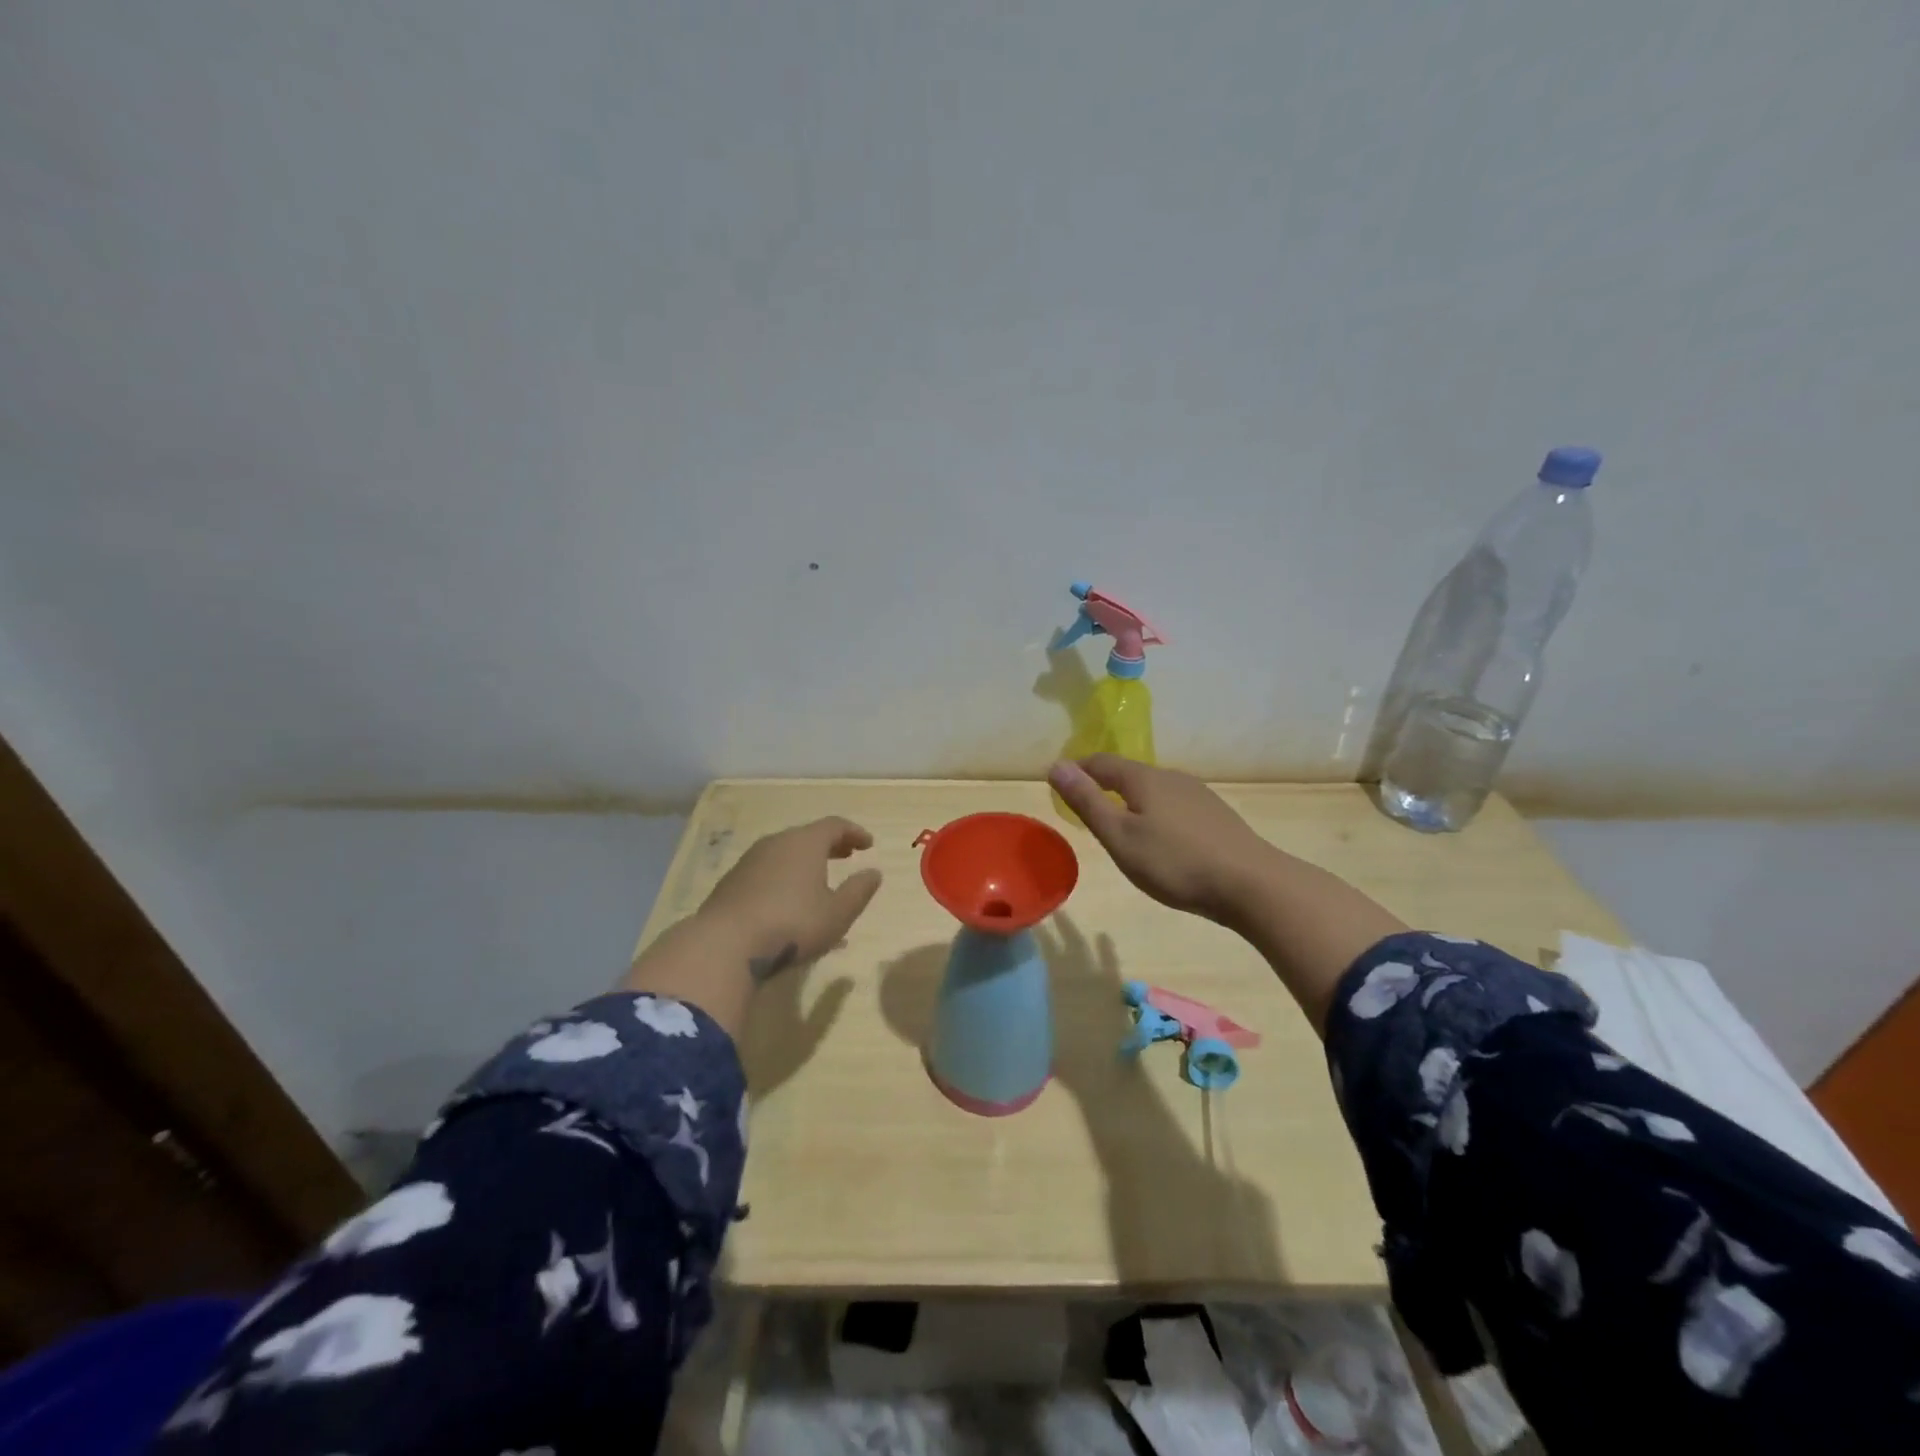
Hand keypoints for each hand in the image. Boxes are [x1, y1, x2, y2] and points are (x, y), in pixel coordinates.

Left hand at [695, 817, 883, 976]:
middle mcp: (776, 843)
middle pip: (807, 837)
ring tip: (821, 887)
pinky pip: (768, 874)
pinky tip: (790, 907)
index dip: (854, 833)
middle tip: (847, 856)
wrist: (725, 944)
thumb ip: (859, 891)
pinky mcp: (731, 883)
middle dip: (830, 846)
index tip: (868, 844)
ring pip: (786, 856)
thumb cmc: (792, 924)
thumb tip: (874, 872)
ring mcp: (749, 862)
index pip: (834, 825)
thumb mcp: (838, 913)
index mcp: (805, 843)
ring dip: (806, 866)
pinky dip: (785, 881)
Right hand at [1048, 757, 1270, 924]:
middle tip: (1087, 808)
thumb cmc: (1175, 862)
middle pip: (1129, 773)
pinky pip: (1175, 805)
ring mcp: (1199, 795)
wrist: (1251, 885)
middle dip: (1105, 785)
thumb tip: (1056, 764)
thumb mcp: (1120, 836)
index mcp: (1144, 778)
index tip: (1060, 784)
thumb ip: (1087, 801)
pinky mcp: (1217, 816)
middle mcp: (1172, 777)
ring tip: (1121, 825)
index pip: (1101, 763)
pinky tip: (1162, 839)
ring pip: (1155, 790)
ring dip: (1132, 800)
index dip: (1078, 771)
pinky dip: (1157, 814)